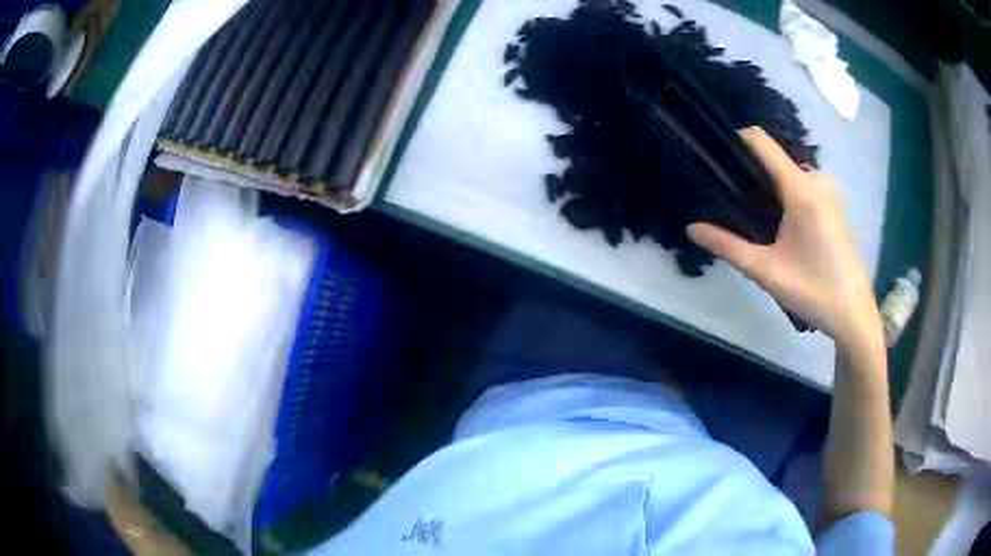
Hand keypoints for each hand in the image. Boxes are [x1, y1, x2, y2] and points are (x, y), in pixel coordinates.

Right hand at [686, 127, 882, 356]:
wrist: (853, 313)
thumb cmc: (813, 291)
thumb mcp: (766, 271)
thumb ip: (727, 246)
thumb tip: (691, 228)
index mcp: (800, 188)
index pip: (761, 142)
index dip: (734, 141)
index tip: (713, 157)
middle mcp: (815, 179)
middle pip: (772, 160)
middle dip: (749, 174)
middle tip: (729, 204)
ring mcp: (827, 191)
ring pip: (786, 174)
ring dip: (767, 188)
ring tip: (750, 217)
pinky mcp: (832, 204)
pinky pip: (801, 185)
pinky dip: (784, 196)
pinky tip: (777, 226)